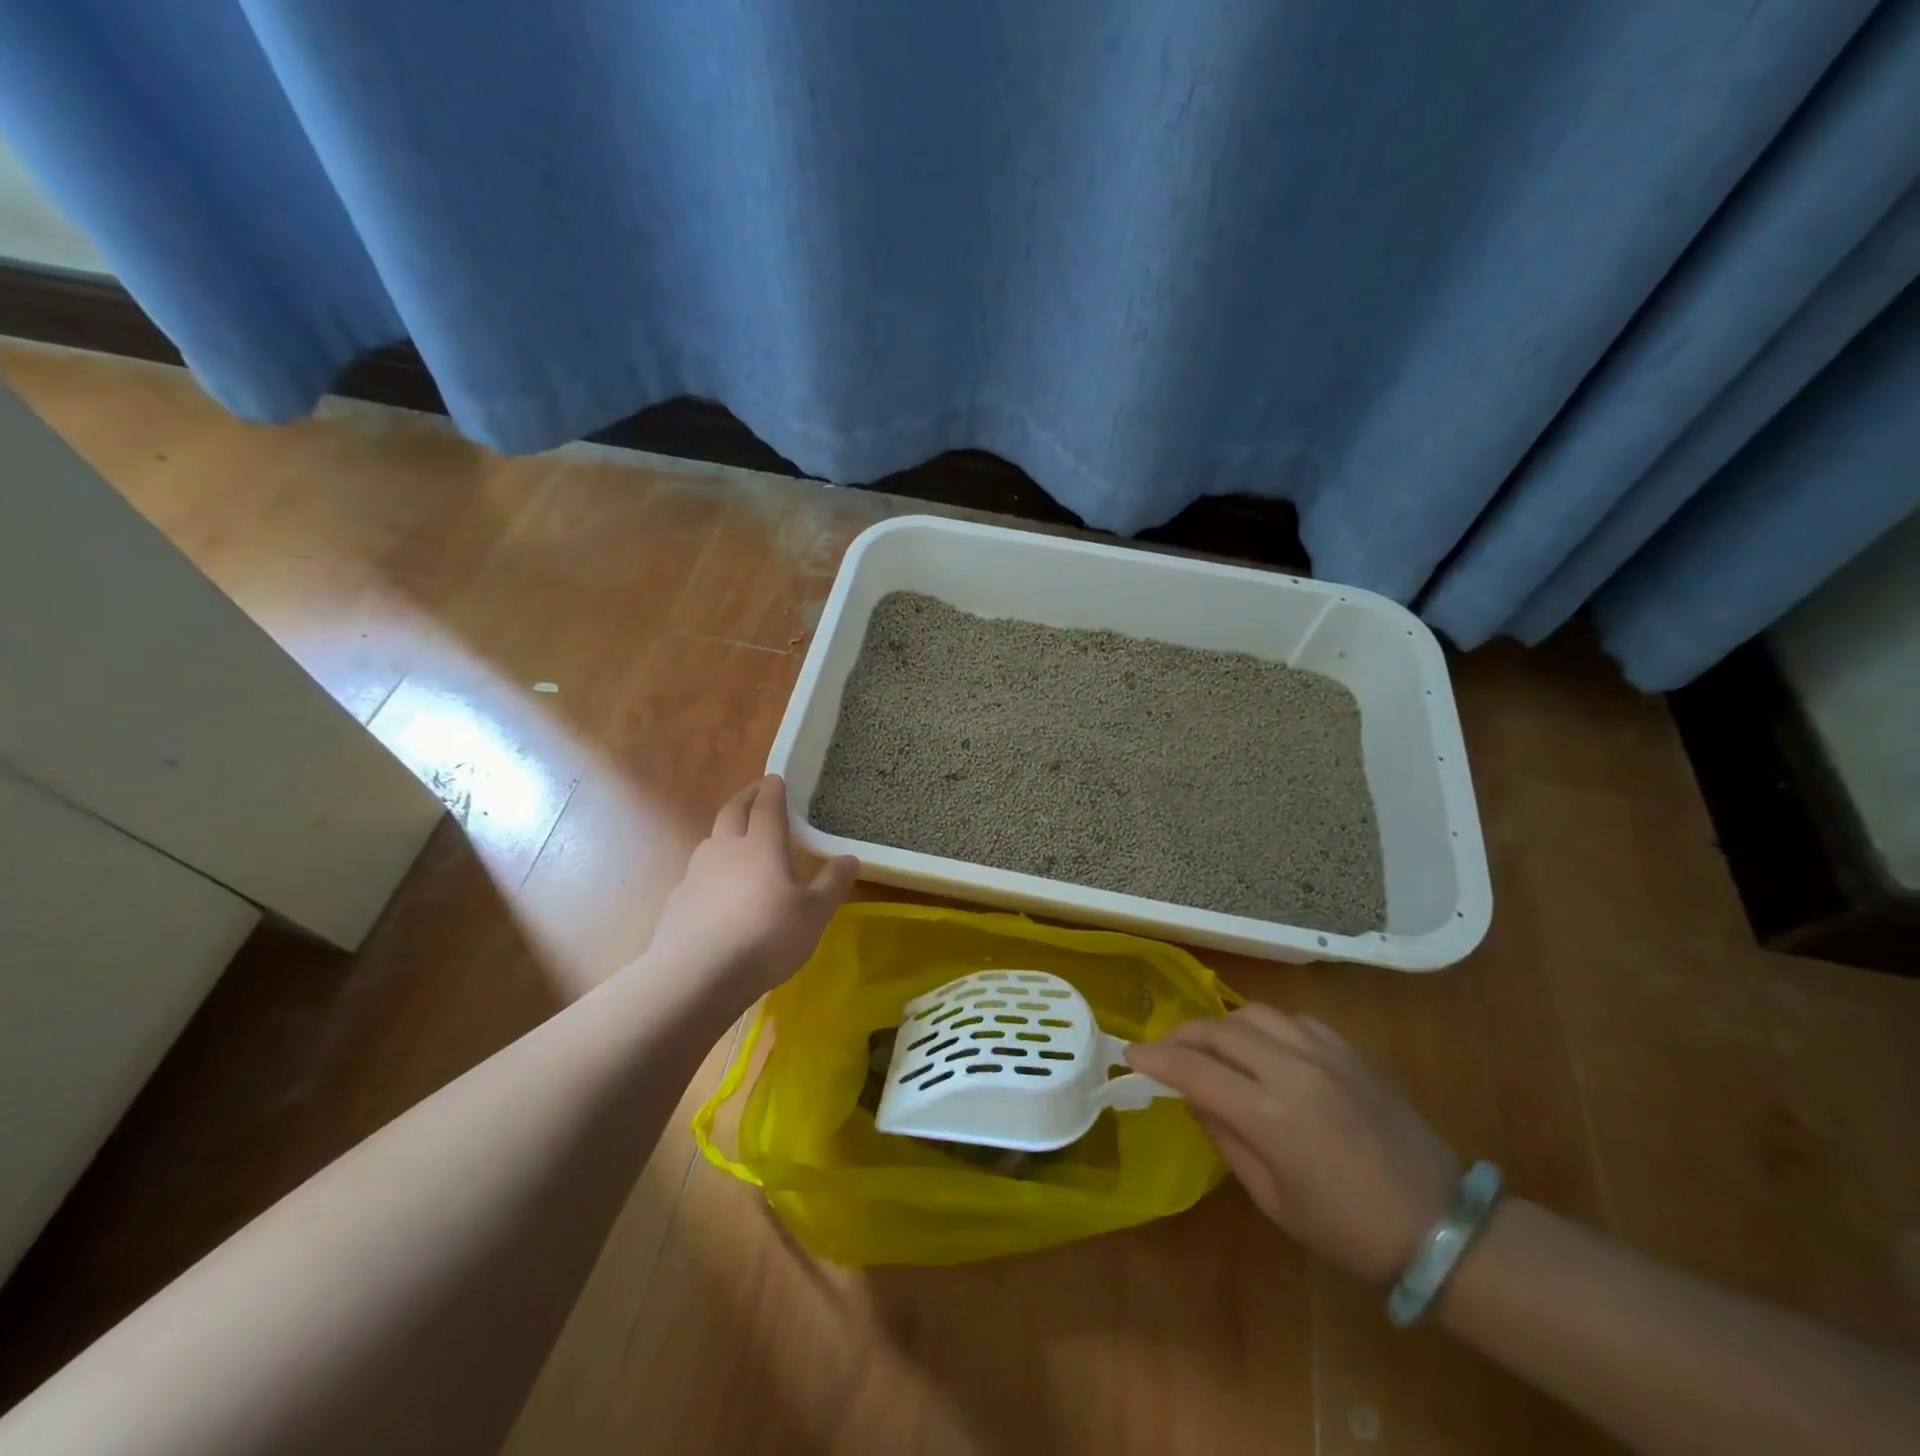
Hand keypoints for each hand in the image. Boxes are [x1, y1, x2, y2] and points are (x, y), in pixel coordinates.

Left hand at [644, 776, 858, 1000]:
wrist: (698, 975)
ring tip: (737, 840)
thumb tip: (851, 858)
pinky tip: (717, 892)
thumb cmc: (767, 936)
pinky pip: (697, 875)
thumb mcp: (814, 913)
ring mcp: (696, 874)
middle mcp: (726, 849)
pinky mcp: (678, 902)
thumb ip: (832, 883)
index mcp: (762, 845)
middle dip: (745, 799)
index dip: (772, 790)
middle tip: (755, 793)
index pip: (767, 806)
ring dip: (725, 833)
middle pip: (732, 813)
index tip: (775, 779)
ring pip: (711, 842)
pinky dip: (711, 872)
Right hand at [1128, 1004, 1459, 1284]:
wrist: (1444, 1227)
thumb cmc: (1350, 1230)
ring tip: (1210, 1045)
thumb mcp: (1275, 1201)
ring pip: (1253, 1013)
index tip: (1130, 1055)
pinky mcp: (1350, 1050)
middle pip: (1218, 1030)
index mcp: (1271, 1116)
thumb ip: (1227, 1139)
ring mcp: (1325, 1053)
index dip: (1155, 1059)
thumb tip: (1195, 1098)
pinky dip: (1264, 1025)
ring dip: (1221, 1025)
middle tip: (1165, 1051)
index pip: (1194, 1071)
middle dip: (1182, 1036)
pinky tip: (1263, 1045)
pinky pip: (1292, 1019)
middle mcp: (1293, 1070)